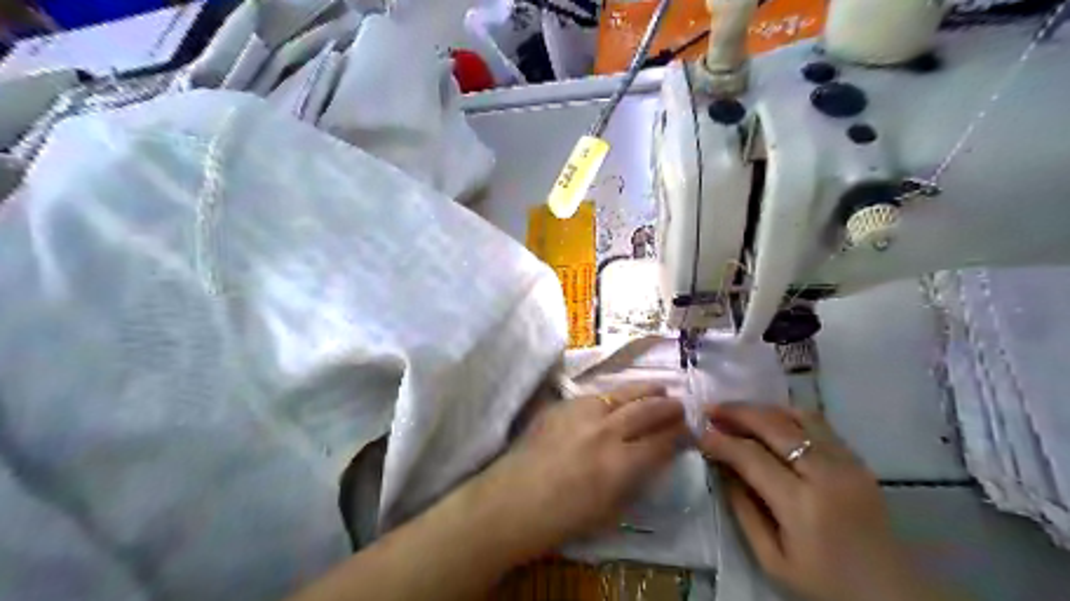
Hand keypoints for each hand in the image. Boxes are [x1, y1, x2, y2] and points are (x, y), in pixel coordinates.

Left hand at [476, 384, 684, 559]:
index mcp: (621, 463)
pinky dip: (614, 396)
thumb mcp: (610, 510)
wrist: (511, 501)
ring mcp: (582, 413)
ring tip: (659, 387)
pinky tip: (617, 398)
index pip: (662, 442)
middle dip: (669, 406)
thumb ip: (636, 480)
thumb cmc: (561, 519)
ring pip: (622, 394)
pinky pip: (595, 395)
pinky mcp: (562, 405)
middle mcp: (606, 431)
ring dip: (645, 390)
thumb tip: (653, 458)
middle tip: (680, 404)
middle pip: (647, 410)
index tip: (690, 430)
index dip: (680, 435)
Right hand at [703, 402, 941, 600]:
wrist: (893, 596)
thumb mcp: (772, 560)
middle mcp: (826, 474)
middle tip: (709, 409)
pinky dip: (788, 415)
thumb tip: (722, 468)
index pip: (751, 456)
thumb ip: (743, 510)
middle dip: (736, 412)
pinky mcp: (858, 461)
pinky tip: (770, 421)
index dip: (720, 441)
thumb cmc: (825, 585)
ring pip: (798, 416)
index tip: (698, 434)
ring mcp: (847, 463)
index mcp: (801, 505)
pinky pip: (818, 424)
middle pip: (774, 426)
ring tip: (737, 411)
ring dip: (762, 409)